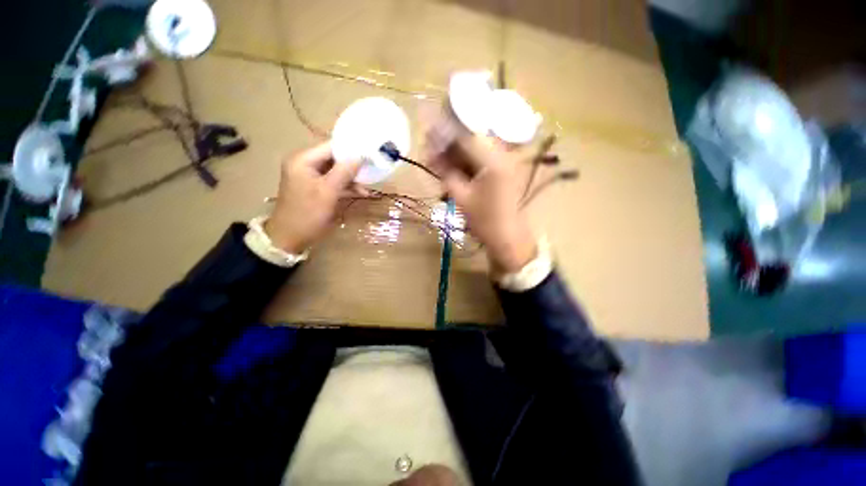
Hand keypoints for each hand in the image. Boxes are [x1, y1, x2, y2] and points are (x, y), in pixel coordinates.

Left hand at [265, 143, 361, 252]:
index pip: (331, 147)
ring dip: (352, 178)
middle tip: (371, 170)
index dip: (351, 150)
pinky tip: (361, 192)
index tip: (370, 154)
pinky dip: (346, 186)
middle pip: (334, 158)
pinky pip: (334, 182)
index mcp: (303, 159)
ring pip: (336, 171)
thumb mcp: (328, 192)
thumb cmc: (308, 213)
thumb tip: (361, 156)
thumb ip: (344, 172)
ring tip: (367, 187)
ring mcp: (310, 177)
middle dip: (353, 166)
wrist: (290, 237)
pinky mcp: (316, 188)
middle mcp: (305, 164)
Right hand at [432, 136, 537, 273]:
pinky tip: (451, 168)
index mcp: (494, 160)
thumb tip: (430, 154)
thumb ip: (445, 172)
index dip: (445, 132)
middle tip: (431, 149)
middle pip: (472, 139)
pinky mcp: (501, 170)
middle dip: (449, 143)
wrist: (507, 238)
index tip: (428, 133)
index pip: (466, 135)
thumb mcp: (461, 197)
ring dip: (456, 153)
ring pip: (475, 149)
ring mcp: (504, 162)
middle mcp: (502, 154)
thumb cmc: (485, 221)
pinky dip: (465, 162)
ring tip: (437, 159)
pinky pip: (480, 159)